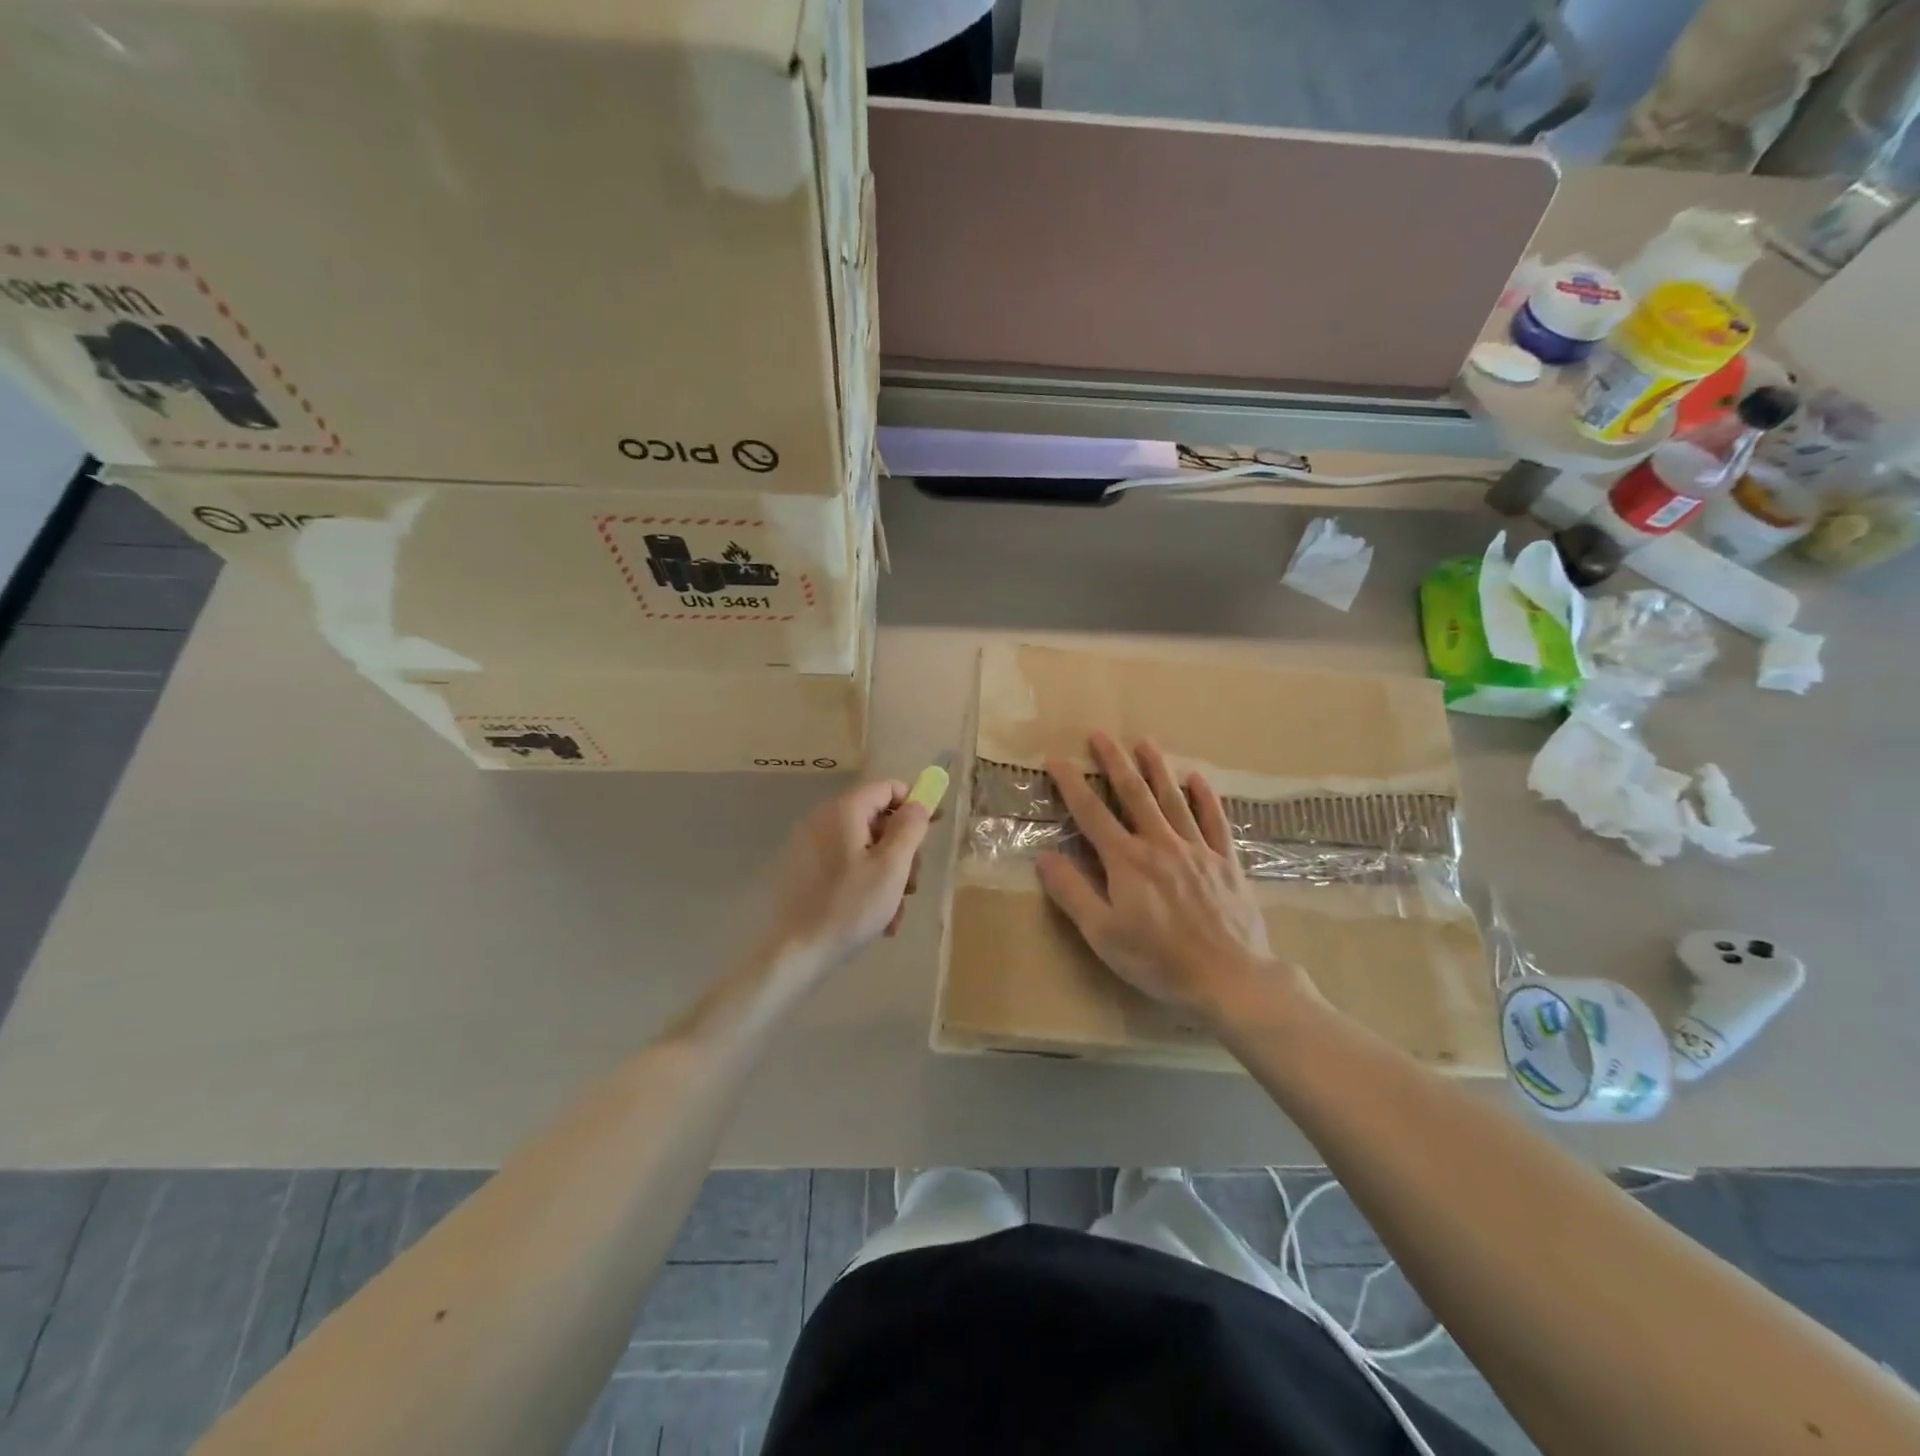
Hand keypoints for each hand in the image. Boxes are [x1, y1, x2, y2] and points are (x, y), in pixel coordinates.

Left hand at [762, 779, 933, 975]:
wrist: (797, 952)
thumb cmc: (851, 906)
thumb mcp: (892, 867)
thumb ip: (909, 828)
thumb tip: (918, 803)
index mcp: (843, 811)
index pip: (887, 788)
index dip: (914, 804)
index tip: (934, 829)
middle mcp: (824, 820)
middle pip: (877, 820)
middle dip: (902, 851)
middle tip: (912, 885)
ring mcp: (811, 846)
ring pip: (865, 848)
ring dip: (888, 875)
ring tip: (895, 911)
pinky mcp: (805, 870)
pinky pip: (846, 865)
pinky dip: (866, 884)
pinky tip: (878, 918)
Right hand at [1038, 733, 1308, 1021]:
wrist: (1230, 978)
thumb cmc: (1160, 960)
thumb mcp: (1103, 934)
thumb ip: (1072, 893)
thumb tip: (1044, 856)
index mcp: (1126, 861)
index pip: (1091, 813)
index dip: (1071, 784)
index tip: (1056, 758)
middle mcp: (1160, 844)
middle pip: (1134, 794)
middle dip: (1114, 762)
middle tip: (1100, 734)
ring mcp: (1197, 850)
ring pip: (1173, 799)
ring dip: (1157, 768)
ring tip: (1145, 742)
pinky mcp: (1226, 862)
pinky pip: (1215, 821)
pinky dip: (1205, 798)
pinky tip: (1198, 779)